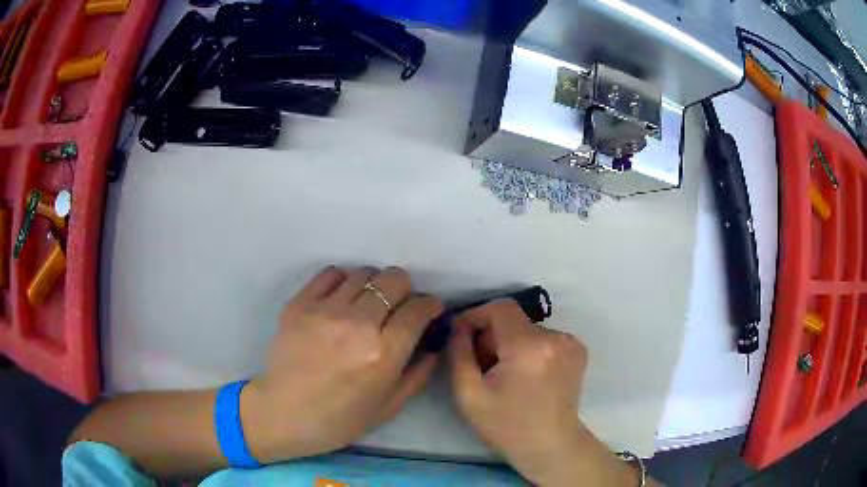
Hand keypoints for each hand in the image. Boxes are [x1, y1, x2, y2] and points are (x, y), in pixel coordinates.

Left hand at [243, 266, 443, 462]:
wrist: (283, 413)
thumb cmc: (340, 419)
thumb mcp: (389, 406)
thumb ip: (419, 373)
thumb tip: (436, 343)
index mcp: (383, 354)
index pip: (418, 308)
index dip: (430, 304)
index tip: (428, 310)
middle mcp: (357, 325)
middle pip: (394, 279)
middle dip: (405, 290)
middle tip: (399, 306)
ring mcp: (325, 310)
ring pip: (364, 272)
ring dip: (374, 285)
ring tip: (368, 304)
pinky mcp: (300, 304)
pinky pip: (331, 273)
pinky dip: (344, 281)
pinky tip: (342, 299)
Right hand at [449, 300, 638, 485]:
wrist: (550, 445)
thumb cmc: (507, 425)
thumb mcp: (469, 395)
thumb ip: (459, 354)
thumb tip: (459, 327)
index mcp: (528, 347)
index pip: (501, 308)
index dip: (477, 315)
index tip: (462, 333)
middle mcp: (555, 337)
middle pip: (514, 321)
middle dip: (492, 337)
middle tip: (481, 364)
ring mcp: (570, 342)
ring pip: (528, 330)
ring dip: (511, 344)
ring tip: (505, 374)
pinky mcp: (578, 350)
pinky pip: (544, 338)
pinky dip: (530, 349)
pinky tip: (526, 375)